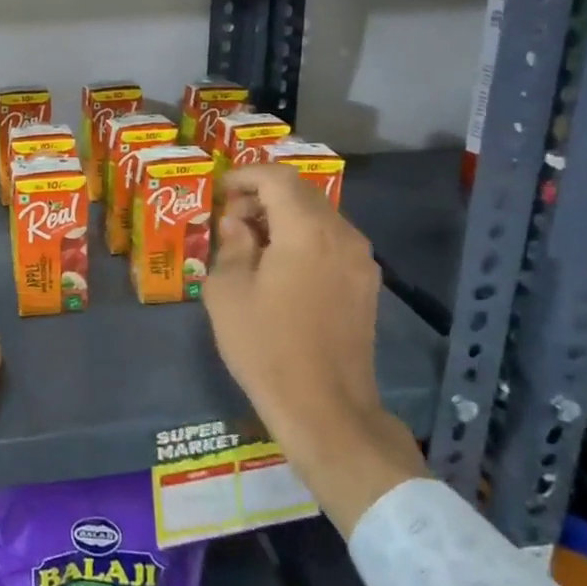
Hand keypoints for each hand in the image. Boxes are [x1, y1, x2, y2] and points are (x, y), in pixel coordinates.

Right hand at [202, 166, 426, 533]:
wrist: (326, 408)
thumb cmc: (267, 347)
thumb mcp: (228, 293)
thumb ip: (231, 245)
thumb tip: (237, 224)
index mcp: (307, 231)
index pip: (277, 178)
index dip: (245, 176)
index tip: (219, 192)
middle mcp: (342, 235)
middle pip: (302, 192)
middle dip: (263, 195)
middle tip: (231, 219)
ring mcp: (360, 260)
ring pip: (320, 216)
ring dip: (285, 216)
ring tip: (253, 243)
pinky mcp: (366, 284)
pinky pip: (332, 241)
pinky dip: (304, 238)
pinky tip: (282, 266)